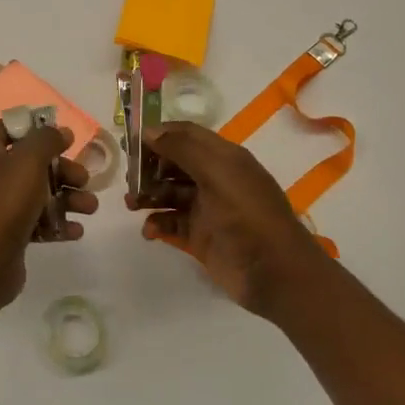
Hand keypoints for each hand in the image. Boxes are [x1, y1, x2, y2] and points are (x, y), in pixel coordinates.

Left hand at [0, 120, 96, 310]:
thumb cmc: (4, 202)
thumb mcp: (29, 160)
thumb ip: (47, 139)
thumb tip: (61, 131)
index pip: (5, 129)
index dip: (33, 128)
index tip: (61, 137)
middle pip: (31, 163)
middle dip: (62, 170)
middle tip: (84, 179)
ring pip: (38, 194)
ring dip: (67, 198)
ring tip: (90, 207)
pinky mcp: (8, 235)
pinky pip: (36, 222)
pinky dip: (56, 224)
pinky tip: (75, 231)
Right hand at [126, 121, 329, 317]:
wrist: (275, 273)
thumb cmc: (248, 215)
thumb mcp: (218, 173)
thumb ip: (183, 148)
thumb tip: (150, 131)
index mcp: (224, 158)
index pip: (187, 134)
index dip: (160, 134)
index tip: (130, 141)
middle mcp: (215, 179)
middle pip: (174, 163)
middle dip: (150, 167)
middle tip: (129, 177)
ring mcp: (207, 209)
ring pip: (169, 193)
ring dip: (149, 195)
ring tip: (131, 204)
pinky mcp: (200, 237)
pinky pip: (172, 223)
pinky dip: (158, 223)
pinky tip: (150, 230)